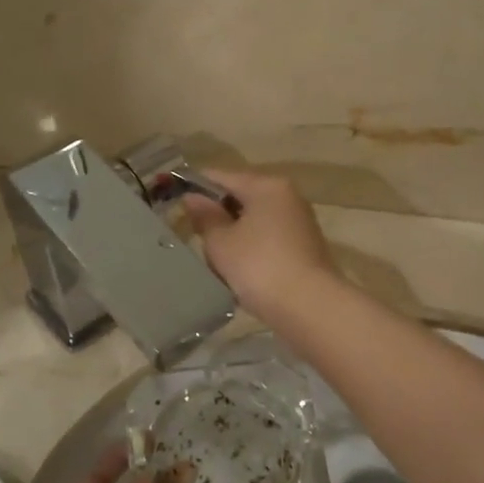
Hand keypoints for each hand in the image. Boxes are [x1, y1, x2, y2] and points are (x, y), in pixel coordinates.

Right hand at [182, 168, 340, 324]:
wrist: (309, 306)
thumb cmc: (258, 266)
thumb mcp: (221, 242)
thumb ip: (205, 216)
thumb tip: (193, 197)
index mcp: (267, 185)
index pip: (222, 176)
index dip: (195, 186)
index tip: (174, 201)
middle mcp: (287, 196)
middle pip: (241, 196)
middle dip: (217, 214)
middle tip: (193, 236)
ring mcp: (299, 222)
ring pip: (255, 220)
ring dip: (234, 235)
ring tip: (214, 258)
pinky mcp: (304, 247)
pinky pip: (268, 239)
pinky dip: (251, 249)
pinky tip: (238, 270)